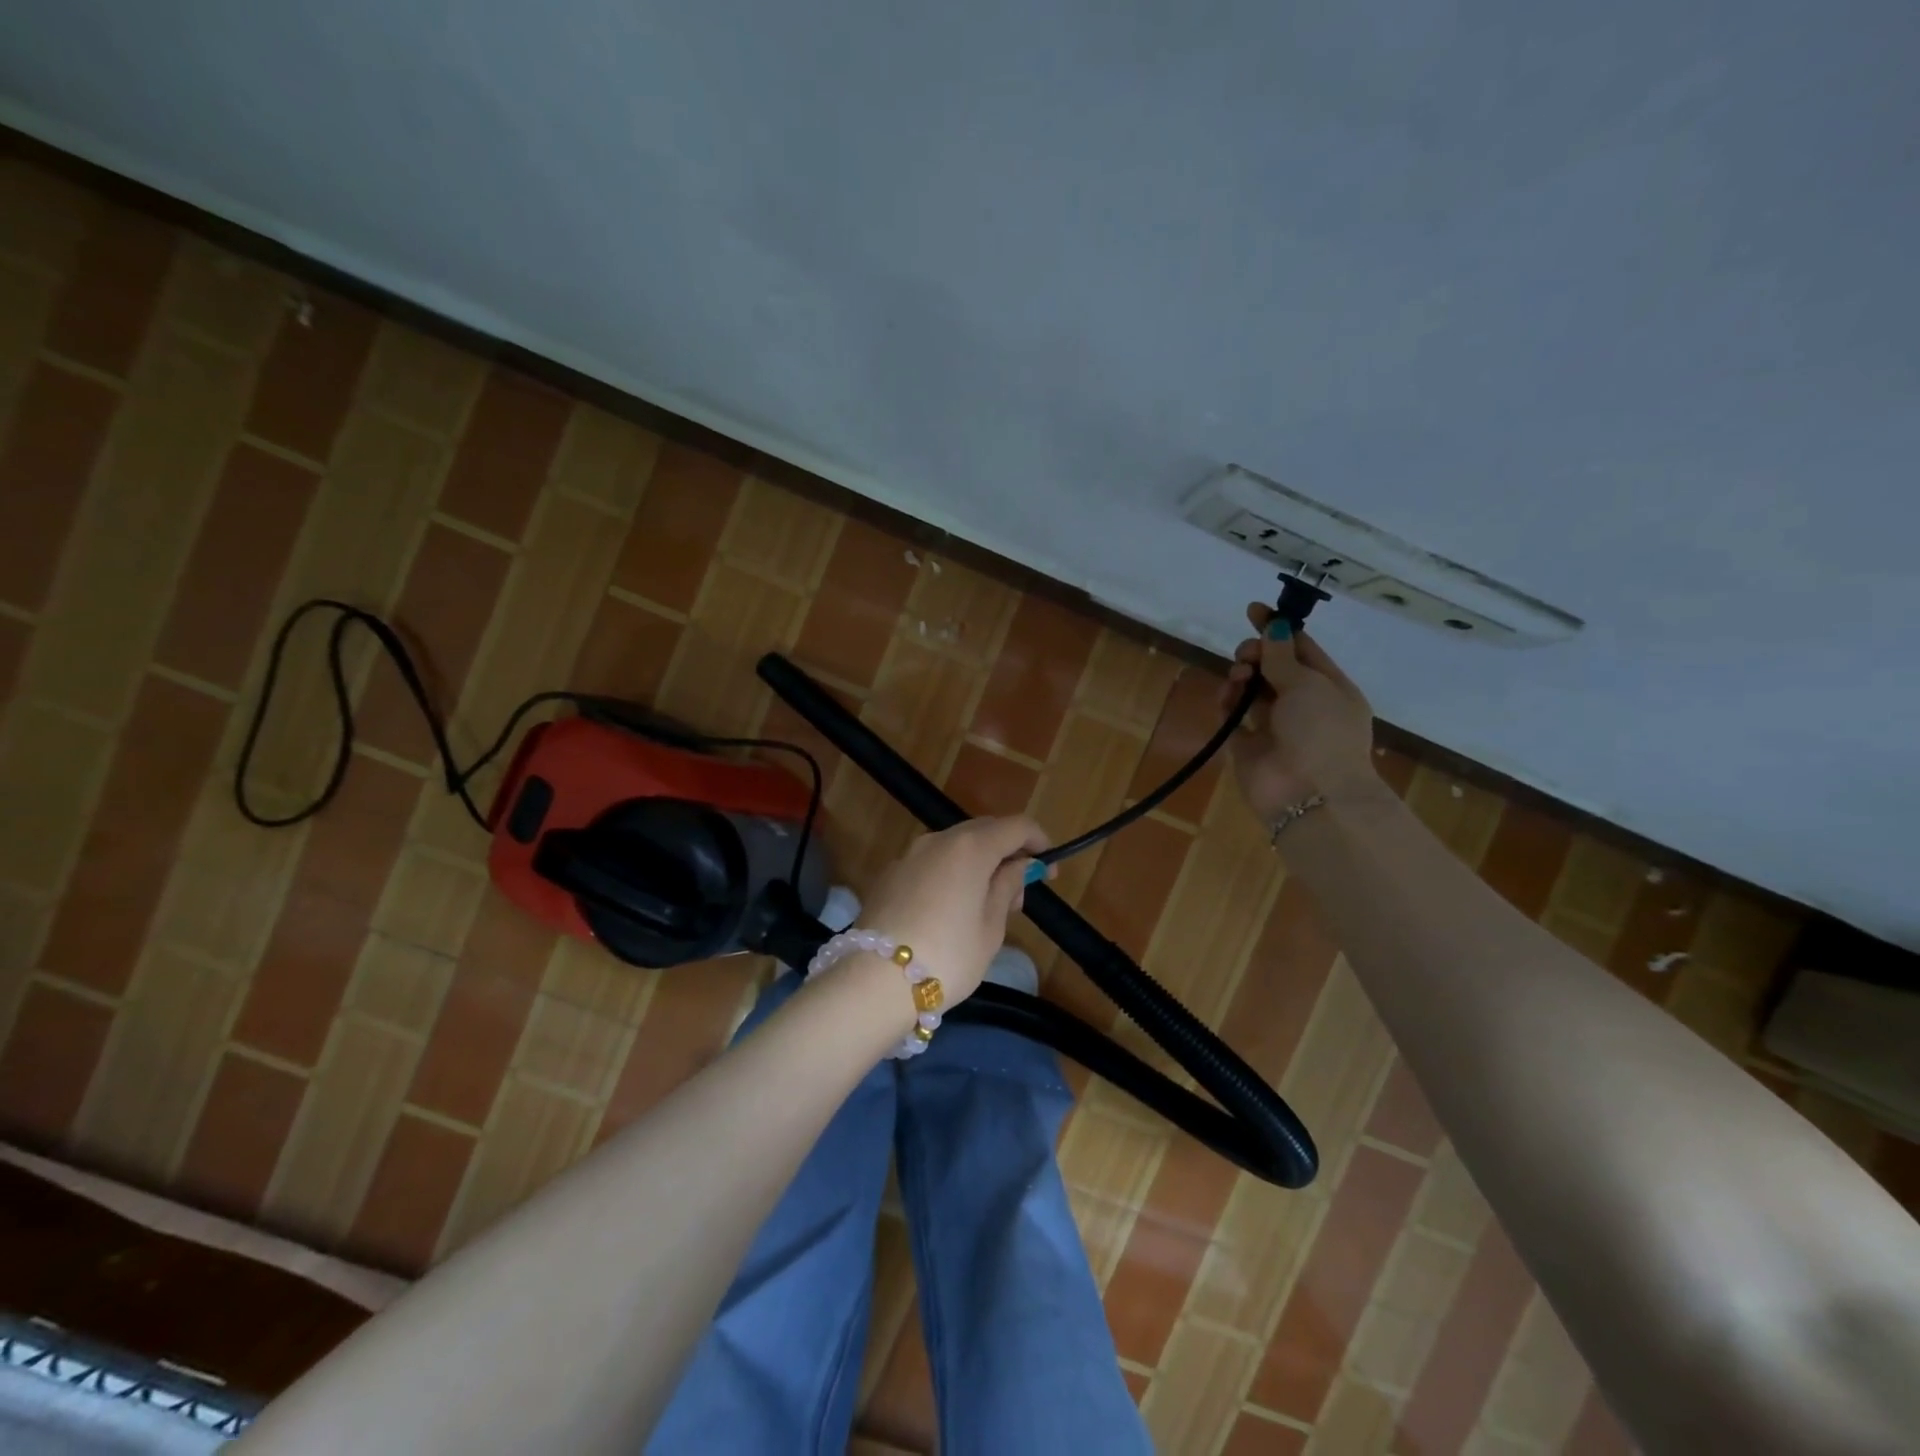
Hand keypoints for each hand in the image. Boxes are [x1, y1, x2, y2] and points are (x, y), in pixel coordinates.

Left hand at [861, 816, 1048, 1003]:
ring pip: (954, 846)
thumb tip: (1018, 865)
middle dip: (1007, 852)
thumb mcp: (991, 927)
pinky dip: (949, 874)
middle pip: (983, 831)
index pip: (1016, 826)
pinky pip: (930, 863)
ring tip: (985, 905)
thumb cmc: (948, 956)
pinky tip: (949, 910)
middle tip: (1019, 893)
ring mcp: (909, 855)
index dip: (1039, 842)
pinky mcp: (889, 875)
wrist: (876, 980)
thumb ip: (1007, 887)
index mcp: (971, 847)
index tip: (1049, 871)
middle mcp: (938, 839)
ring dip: (977, 863)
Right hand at [1219, 602, 1382, 823]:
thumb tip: (1274, 627)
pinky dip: (1228, 703)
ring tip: (1238, 678)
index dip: (1278, 629)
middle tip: (1245, 656)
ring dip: (1242, 677)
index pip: (1302, 649)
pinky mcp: (1248, 746)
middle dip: (1256, 654)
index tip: (1253, 610)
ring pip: (1252, 690)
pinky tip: (1226, 696)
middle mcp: (1303, 706)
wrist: (1311, 795)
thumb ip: (1283, 655)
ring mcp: (1275, 727)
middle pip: (1273, 668)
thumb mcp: (1308, 684)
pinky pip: (1233, 716)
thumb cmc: (1321, 732)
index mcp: (1330, 688)